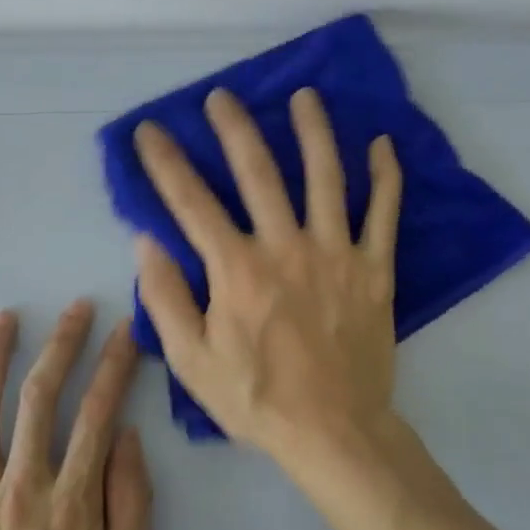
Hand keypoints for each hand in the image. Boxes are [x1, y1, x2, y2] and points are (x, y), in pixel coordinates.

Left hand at [0, 301, 152, 529]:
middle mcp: (22, 484)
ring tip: (6, 316)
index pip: (96, 413)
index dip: (113, 366)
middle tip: (75, 308)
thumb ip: (131, 507)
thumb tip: (127, 438)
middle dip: (62, 344)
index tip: (124, 331)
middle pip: (40, 397)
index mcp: (71, 501)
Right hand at [131, 86, 403, 470]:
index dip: (165, 162)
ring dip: (313, 131)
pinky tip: (381, 144)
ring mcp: (335, 253)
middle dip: (234, 129)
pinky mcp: (374, 269)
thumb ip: (164, 297)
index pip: (191, 202)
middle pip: (258, 172)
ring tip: (304, 96)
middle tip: (222, 97)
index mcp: (237, 269)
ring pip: (325, 177)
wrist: (334, 432)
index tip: (150, 130)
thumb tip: (145, 240)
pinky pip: (383, 213)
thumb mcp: (191, 360)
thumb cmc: (256, 398)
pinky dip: (385, 177)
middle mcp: (285, 246)